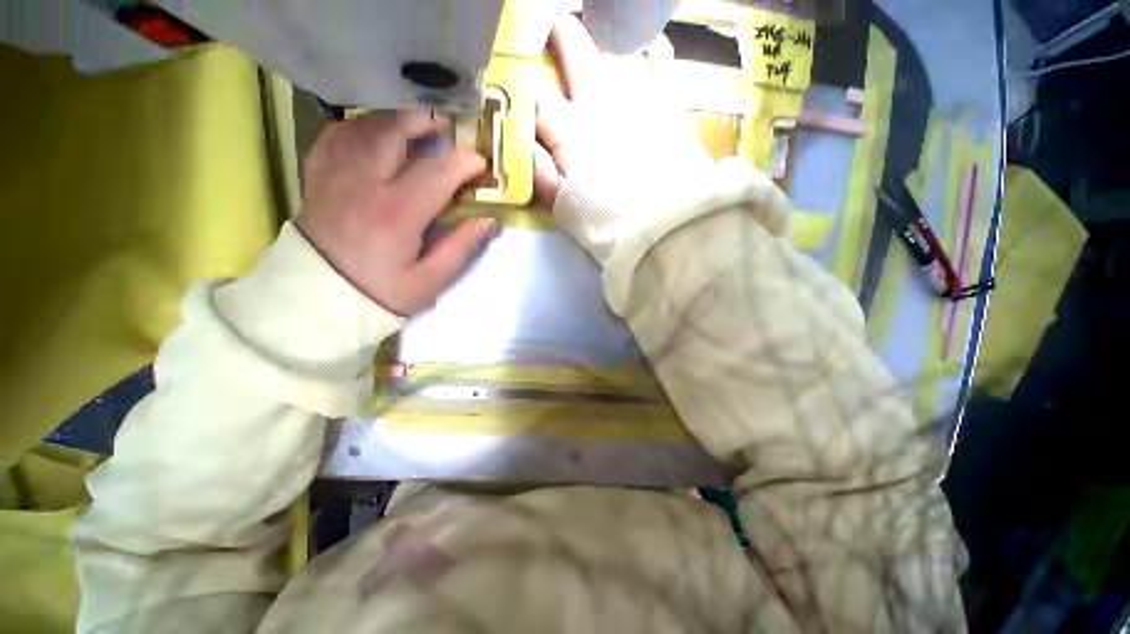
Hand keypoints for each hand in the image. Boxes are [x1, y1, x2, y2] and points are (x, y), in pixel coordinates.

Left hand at [297, 110, 495, 314]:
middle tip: (448, 132)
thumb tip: (490, 221)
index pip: (437, 172)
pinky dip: (361, 127)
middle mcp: (365, 183)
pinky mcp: (319, 174)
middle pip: (395, 131)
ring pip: (367, 125)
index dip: (464, 162)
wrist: (322, 296)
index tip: (480, 165)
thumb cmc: (381, 290)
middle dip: (427, 123)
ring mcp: (336, 174)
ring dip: (397, 122)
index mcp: (398, 213)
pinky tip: (377, 136)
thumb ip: (462, 247)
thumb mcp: (430, 280)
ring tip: (417, 131)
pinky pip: (338, 134)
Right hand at [533, 15, 711, 207]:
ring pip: (615, 45)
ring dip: (602, 32)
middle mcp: (598, 101)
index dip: (525, 80)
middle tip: (555, 26)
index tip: (521, 73)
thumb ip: (539, 172)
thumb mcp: (562, 207)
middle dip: (560, 34)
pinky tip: (645, 44)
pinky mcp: (668, 100)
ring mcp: (636, 94)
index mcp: (568, 130)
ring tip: (597, 28)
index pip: (537, 93)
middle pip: (574, 50)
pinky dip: (650, 45)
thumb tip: (522, 143)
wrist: (663, 225)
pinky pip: (659, 57)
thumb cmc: (607, 222)